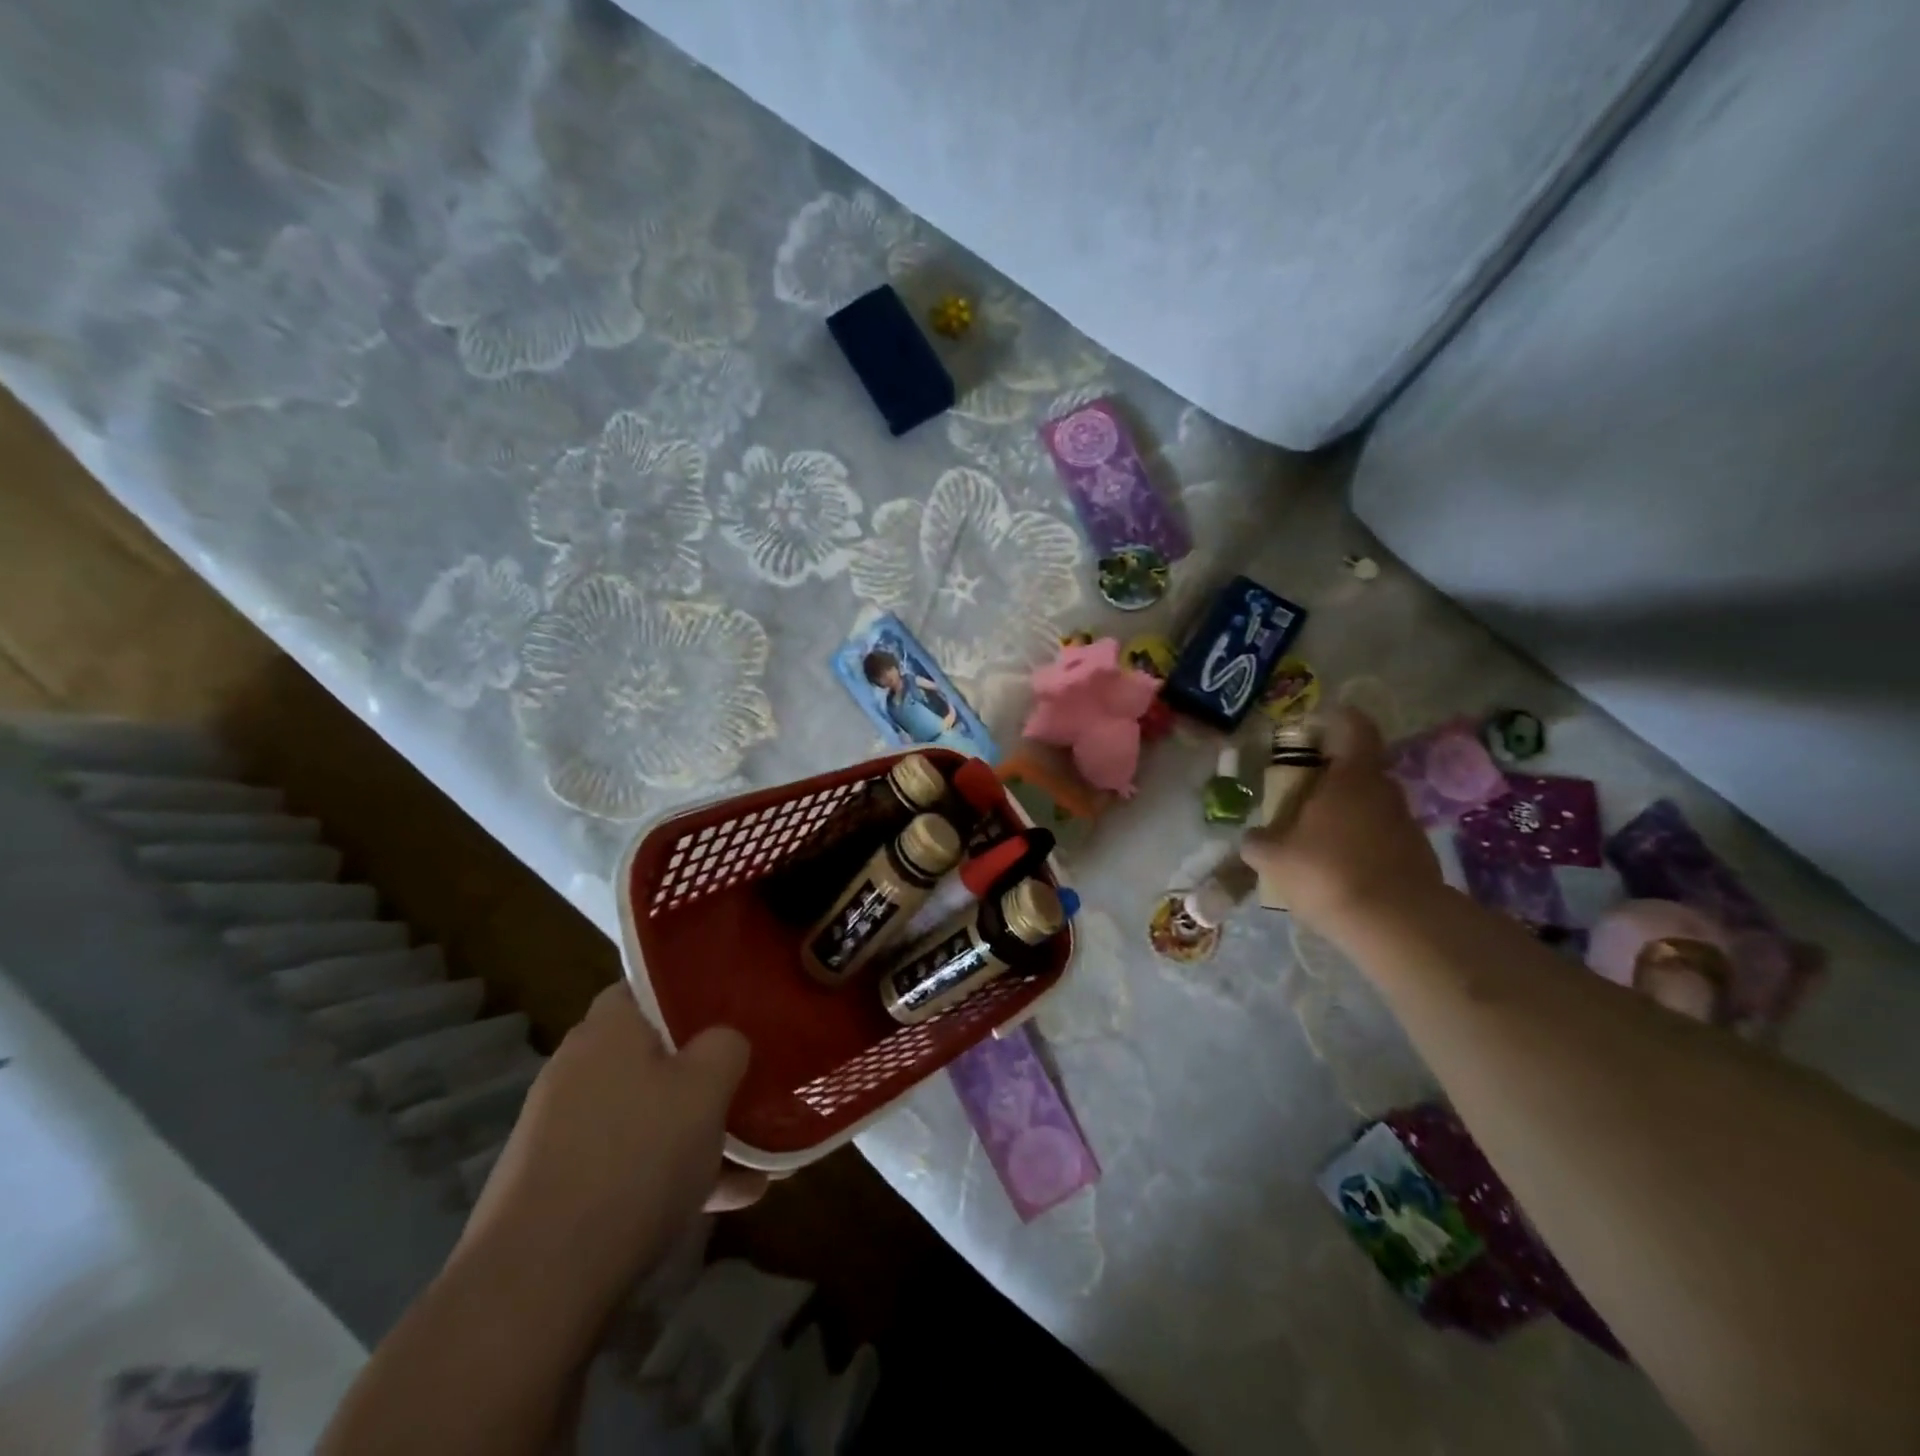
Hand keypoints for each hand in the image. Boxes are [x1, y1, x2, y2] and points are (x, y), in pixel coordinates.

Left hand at [457, 984, 765, 1326]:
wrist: (535, 1285)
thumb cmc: (635, 1159)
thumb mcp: (707, 1088)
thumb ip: (727, 1046)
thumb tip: (724, 1042)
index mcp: (609, 1028)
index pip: (650, 986)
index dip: (694, 994)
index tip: (736, 1013)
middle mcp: (579, 1068)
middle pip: (654, 1053)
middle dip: (704, 1072)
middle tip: (750, 1086)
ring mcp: (562, 1130)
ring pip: (647, 1112)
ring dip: (697, 1130)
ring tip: (755, 1158)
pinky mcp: (557, 1186)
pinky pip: (630, 1162)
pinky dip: (672, 1173)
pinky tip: (727, 1202)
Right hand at [1240, 708, 1441, 935]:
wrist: (1397, 924)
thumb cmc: (1328, 871)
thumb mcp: (1273, 857)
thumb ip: (1258, 842)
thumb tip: (1253, 838)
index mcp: (1351, 776)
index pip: (1354, 726)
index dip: (1335, 719)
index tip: (1312, 728)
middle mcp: (1384, 790)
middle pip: (1358, 769)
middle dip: (1329, 779)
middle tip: (1298, 798)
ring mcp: (1406, 824)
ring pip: (1370, 806)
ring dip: (1345, 816)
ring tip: (1314, 842)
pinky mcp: (1417, 856)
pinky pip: (1381, 838)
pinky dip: (1361, 846)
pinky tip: (1339, 872)